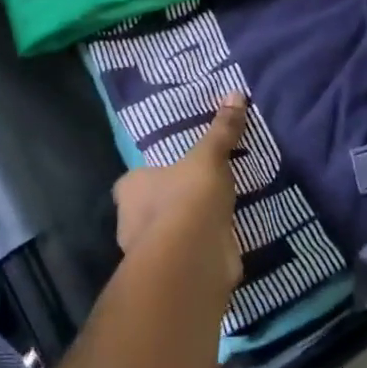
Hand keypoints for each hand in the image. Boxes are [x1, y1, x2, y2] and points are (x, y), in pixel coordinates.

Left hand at [112, 93, 245, 290]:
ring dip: (188, 229)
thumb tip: (235, 92)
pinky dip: (202, 250)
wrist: (194, 258)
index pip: (133, 181)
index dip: (151, 176)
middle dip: (171, 203)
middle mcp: (131, 222)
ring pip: (169, 235)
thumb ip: (222, 130)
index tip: (174, 172)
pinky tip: (223, 242)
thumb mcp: (209, 157)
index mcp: (130, 189)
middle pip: (150, 208)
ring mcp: (151, 253)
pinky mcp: (173, 275)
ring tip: (217, 215)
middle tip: (200, 191)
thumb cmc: (189, 198)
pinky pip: (189, 255)